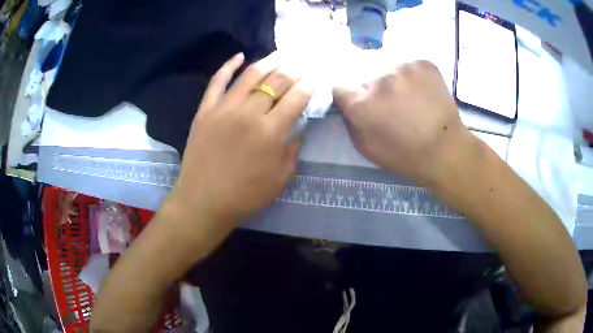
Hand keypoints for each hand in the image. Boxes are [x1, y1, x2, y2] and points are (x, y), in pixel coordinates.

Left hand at [170, 52, 311, 225]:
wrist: (203, 201)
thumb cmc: (245, 195)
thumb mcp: (281, 179)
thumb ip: (293, 149)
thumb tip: (298, 126)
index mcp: (271, 132)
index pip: (295, 99)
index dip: (308, 85)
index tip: (315, 77)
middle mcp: (249, 113)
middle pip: (276, 83)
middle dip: (293, 69)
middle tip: (302, 61)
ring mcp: (224, 109)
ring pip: (249, 76)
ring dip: (268, 61)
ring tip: (281, 53)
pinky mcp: (205, 110)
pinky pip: (217, 82)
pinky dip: (228, 66)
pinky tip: (239, 56)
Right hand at [333, 60, 468, 183]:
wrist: (446, 150)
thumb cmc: (405, 156)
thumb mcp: (367, 148)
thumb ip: (350, 121)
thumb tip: (347, 102)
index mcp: (363, 103)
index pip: (340, 87)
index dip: (348, 96)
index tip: (357, 103)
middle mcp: (380, 78)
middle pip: (366, 76)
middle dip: (372, 89)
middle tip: (389, 105)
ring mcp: (404, 67)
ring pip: (388, 68)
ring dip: (393, 81)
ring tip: (409, 98)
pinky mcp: (423, 63)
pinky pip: (409, 66)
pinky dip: (412, 76)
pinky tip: (422, 92)